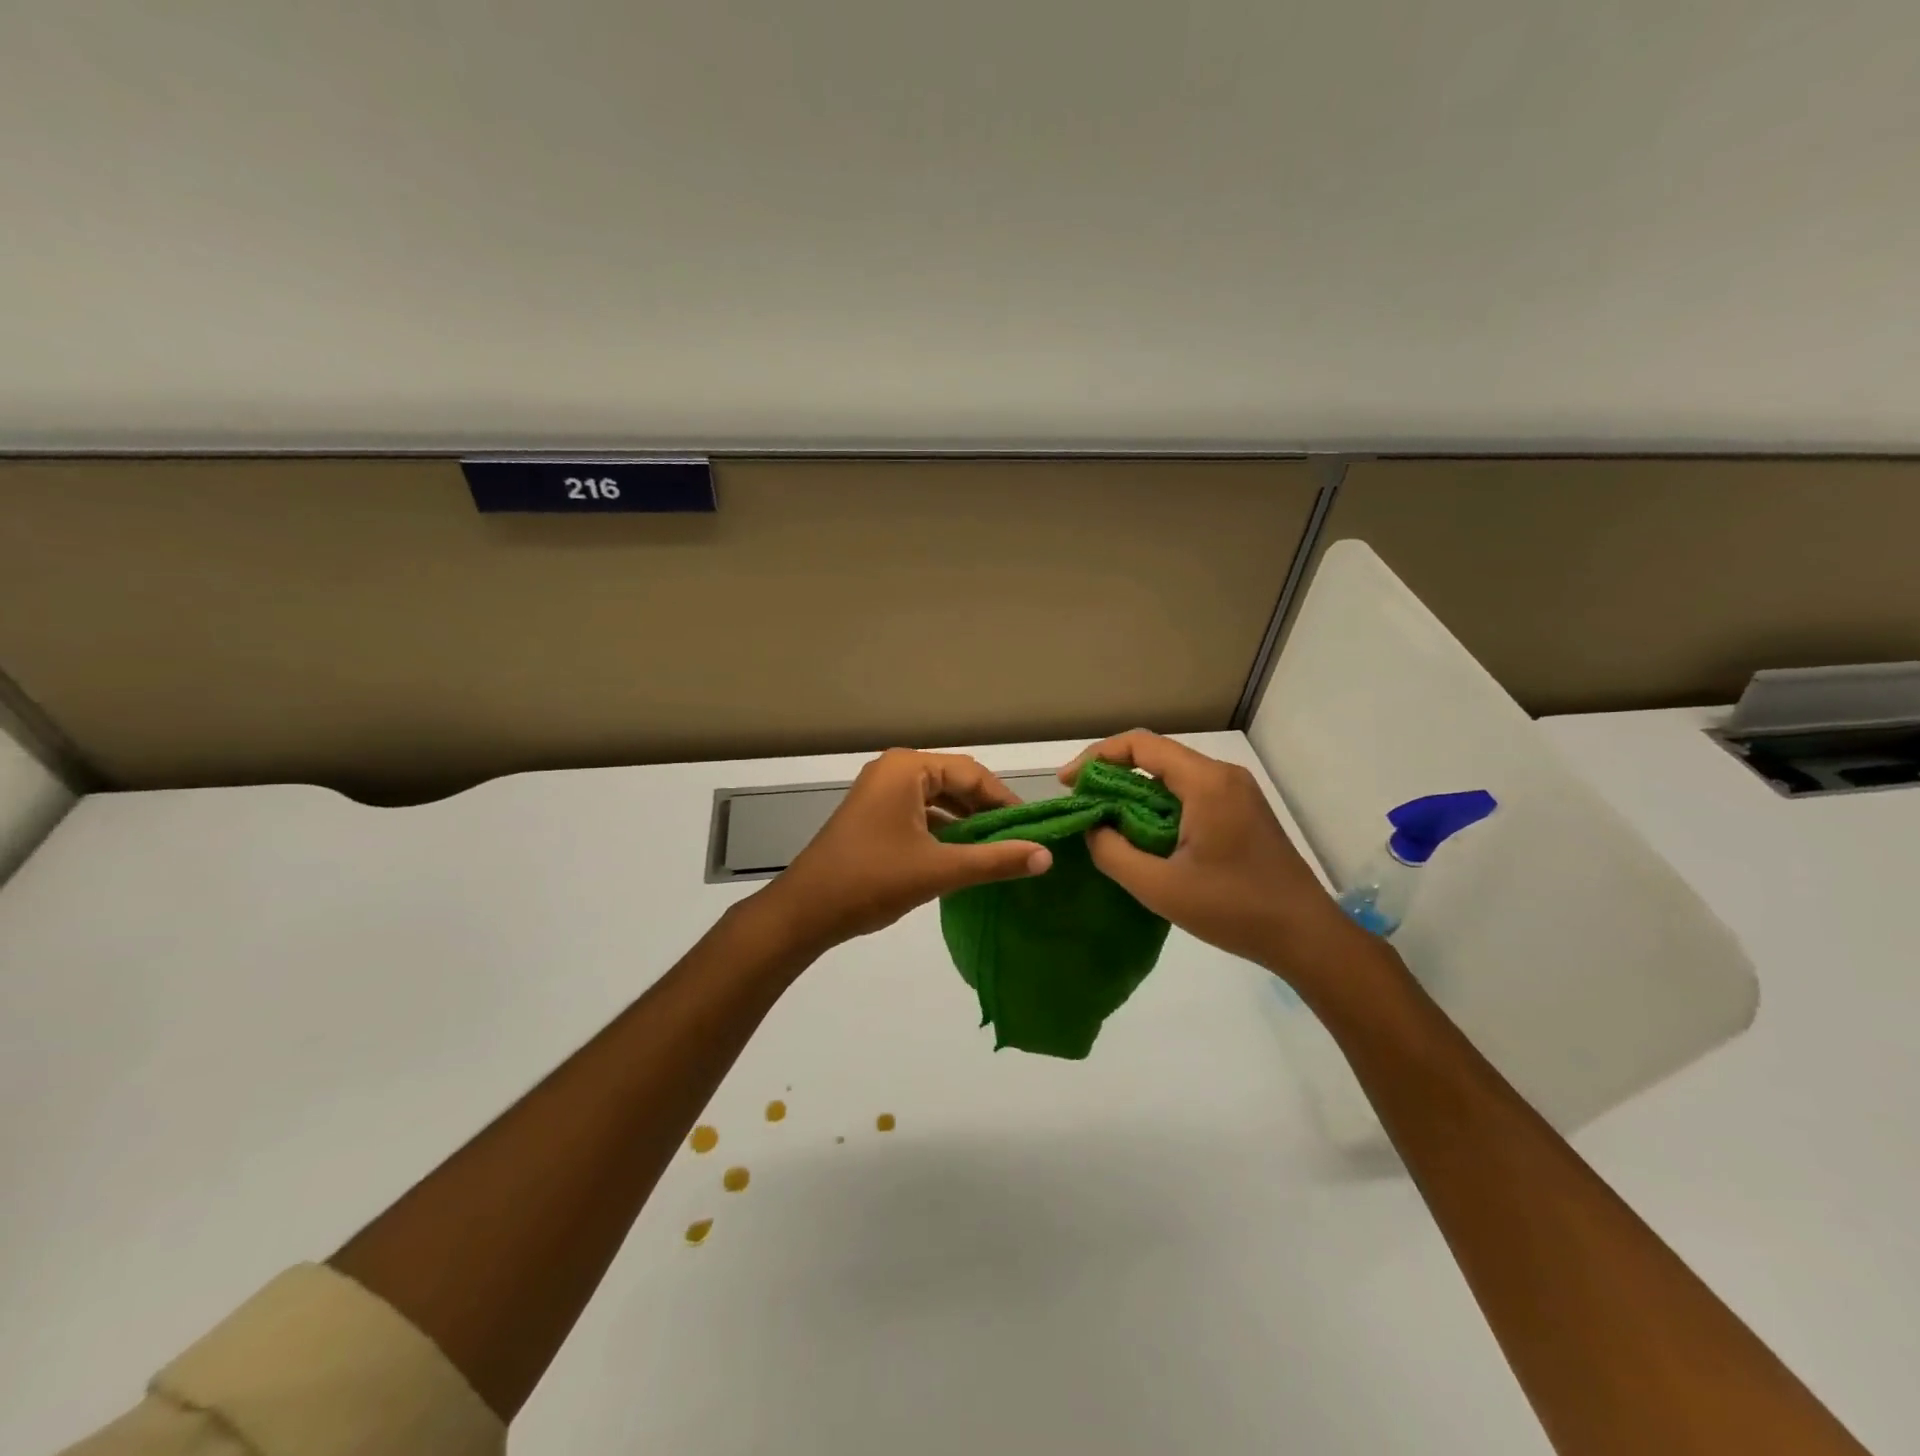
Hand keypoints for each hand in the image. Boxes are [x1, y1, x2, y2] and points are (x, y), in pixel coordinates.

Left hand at [756, 749, 1052, 953]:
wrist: (805, 912)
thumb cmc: (872, 880)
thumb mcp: (940, 870)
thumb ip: (995, 860)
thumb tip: (1047, 856)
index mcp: (907, 768)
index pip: (972, 773)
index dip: (1005, 800)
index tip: (1033, 829)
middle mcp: (893, 771)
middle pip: (955, 783)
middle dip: (987, 811)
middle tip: (1020, 841)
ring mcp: (880, 794)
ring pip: (937, 800)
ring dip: (966, 823)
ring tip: (998, 850)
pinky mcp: (873, 818)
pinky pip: (919, 815)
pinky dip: (943, 832)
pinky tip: (963, 857)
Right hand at [1059, 731, 1365, 985]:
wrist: (1306, 936)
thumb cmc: (1233, 909)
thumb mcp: (1159, 887)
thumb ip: (1113, 853)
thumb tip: (1093, 828)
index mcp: (1206, 783)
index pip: (1140, 746)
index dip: (1097, 757)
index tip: (1068, 783)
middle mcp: (1223, 776)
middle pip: (1156, 757)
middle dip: (1113, 775)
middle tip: (1082, 804)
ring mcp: (1237, 793)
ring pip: (1173, 777)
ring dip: (1136, 793)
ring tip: (1104, 820)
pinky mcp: (1243, 812)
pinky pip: (1190, 794)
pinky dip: (1159, 806)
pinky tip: (1142, 834)